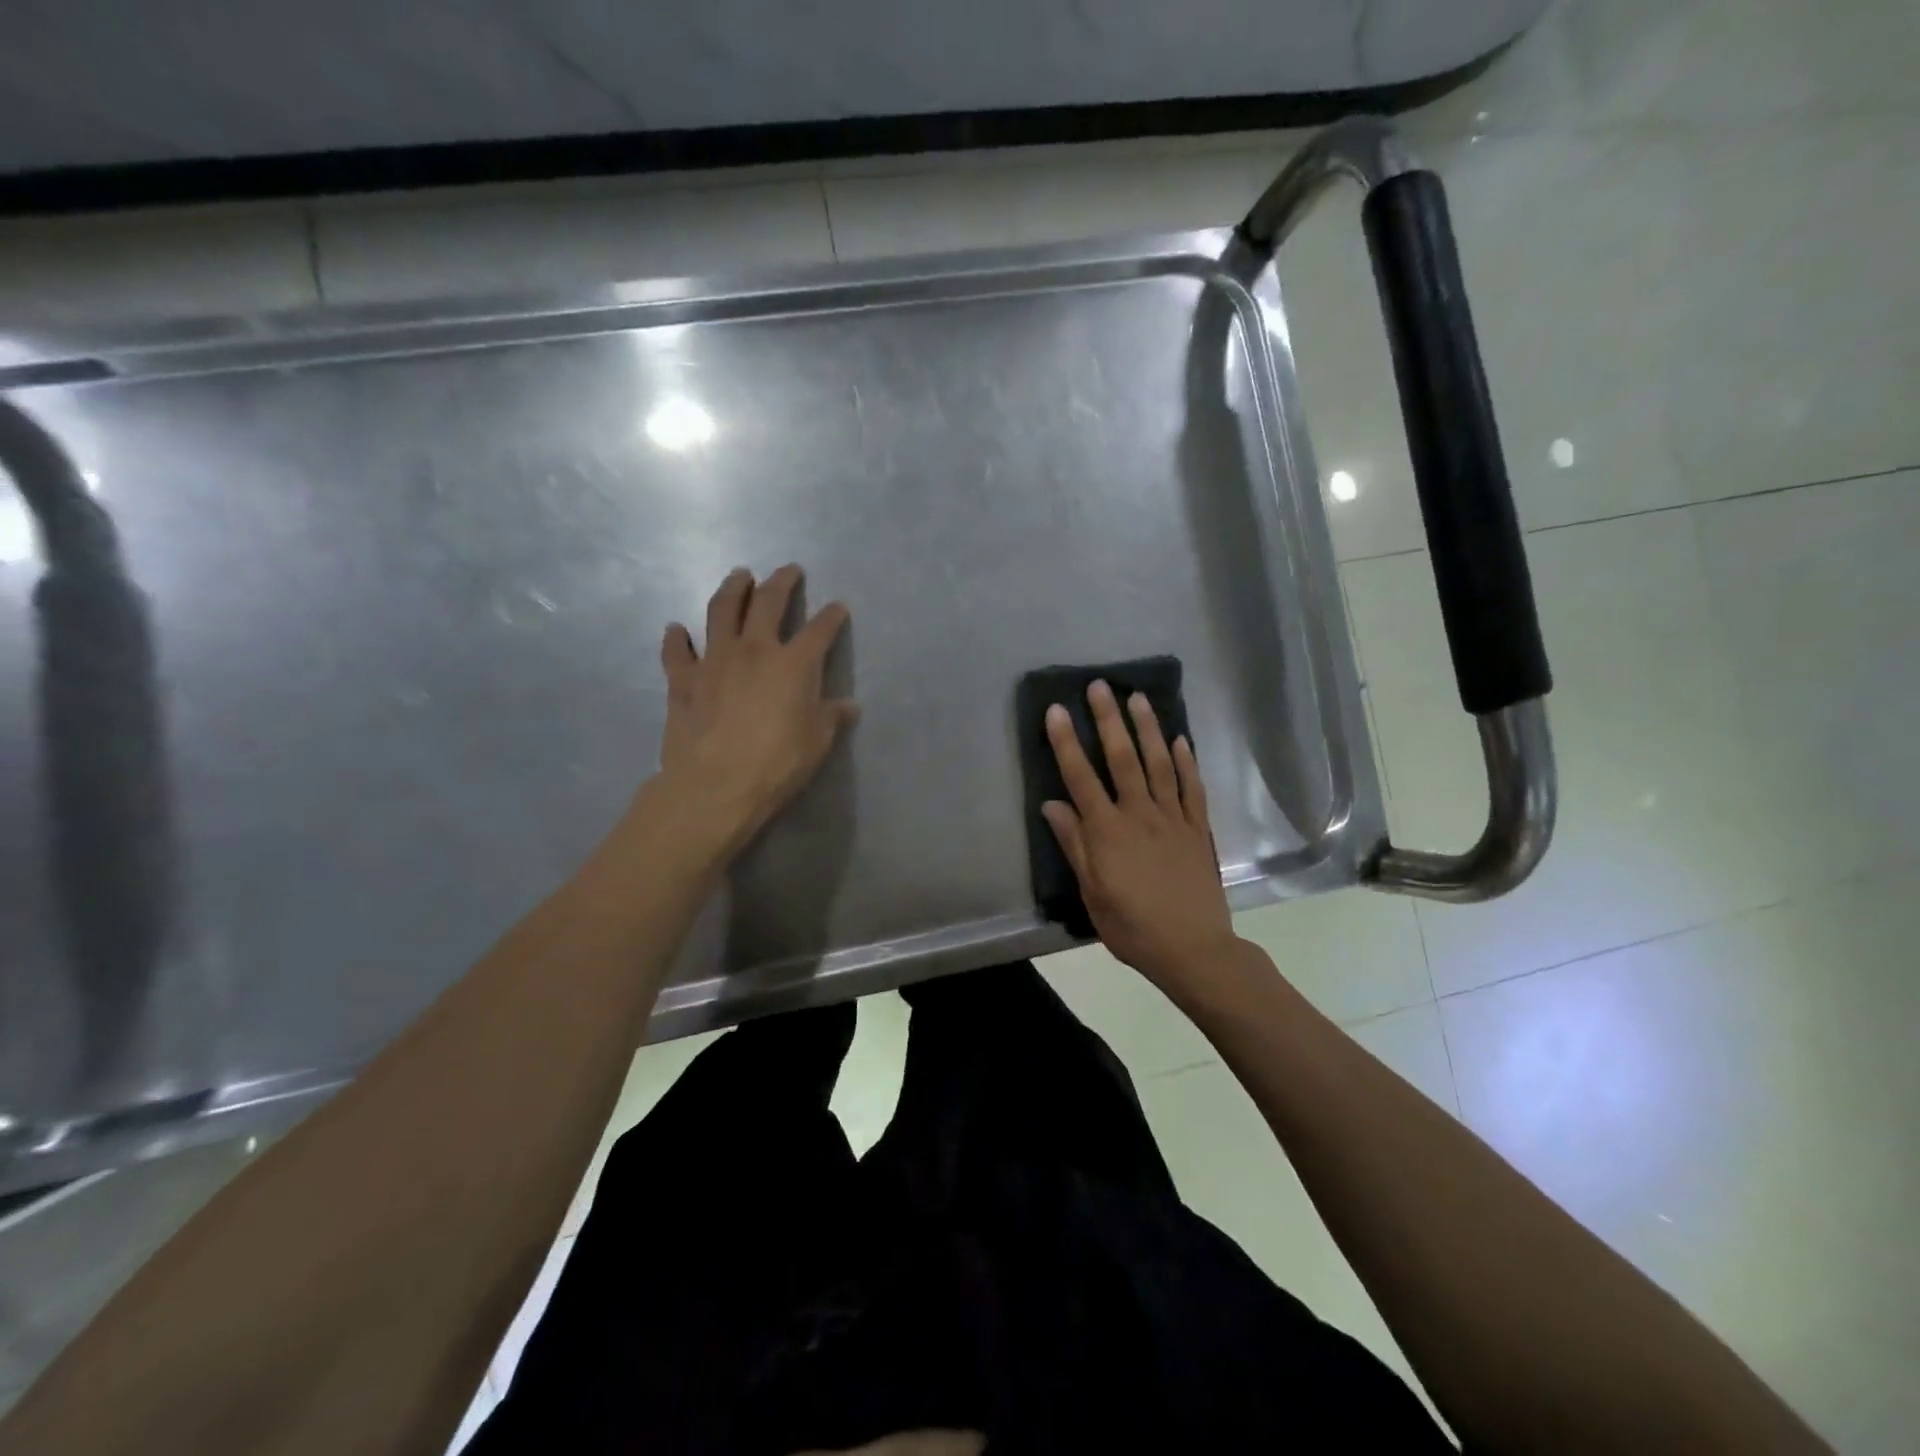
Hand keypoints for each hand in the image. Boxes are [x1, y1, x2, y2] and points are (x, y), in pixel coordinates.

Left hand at [655, 565, 856, 856]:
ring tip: (739, 576)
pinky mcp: (682, 680)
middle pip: (768, 602)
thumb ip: (831, 718)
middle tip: (788, 570)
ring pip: (721, 610)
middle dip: (781, 582)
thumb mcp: (817, 743)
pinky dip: (676, 638)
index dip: (831, 616)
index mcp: (794, 664)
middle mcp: (754, 650)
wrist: (715, 785)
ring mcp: (714, 660)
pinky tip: (677, 630)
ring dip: (732, 589)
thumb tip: (848, 706)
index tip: (838, 608)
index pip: (819, 630)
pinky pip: (677, 651)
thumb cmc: (776, 764)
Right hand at [1042, 680, 1235, 989]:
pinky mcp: (1198, 828)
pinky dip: (1186, 761)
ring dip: (1147, 728)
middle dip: (1108, 719)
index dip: (1067, 742)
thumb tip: (1052, 804)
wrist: (1192, 949)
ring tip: (1137, 698)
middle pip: (1122, 758)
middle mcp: (1140, 814)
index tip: (1057, 710)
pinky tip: (1180, 739)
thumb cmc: (1132, 926)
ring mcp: (1173, 818)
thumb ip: (1074, 844)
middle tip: (1100, 686)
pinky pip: (1192, 787)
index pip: (1081, 777)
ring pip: (1159, 763)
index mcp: (1108, 831)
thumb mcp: (1092, 892)